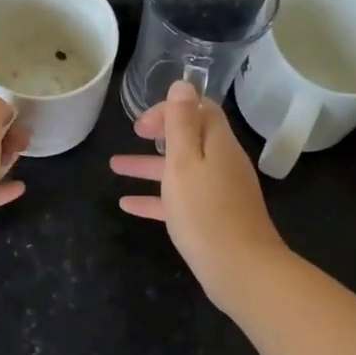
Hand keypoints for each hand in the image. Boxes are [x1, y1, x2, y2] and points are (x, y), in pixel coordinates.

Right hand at [109, 79, 290, 308]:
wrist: (240, 270)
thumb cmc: (205, 211)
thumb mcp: (185, 162)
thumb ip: (181, 123)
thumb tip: (183, 84)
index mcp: (218, 144)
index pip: (199, 109)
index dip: (171, 108)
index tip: (143, 122)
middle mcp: (222, 163)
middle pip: (190, 139)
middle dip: (159, 133)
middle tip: (134, 134)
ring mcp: (219, 193)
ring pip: (181, 170)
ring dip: (148, 166)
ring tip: (114, 167)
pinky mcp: (213, 219)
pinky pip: (180, 200)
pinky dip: (156, 198)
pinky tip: (128, 205)